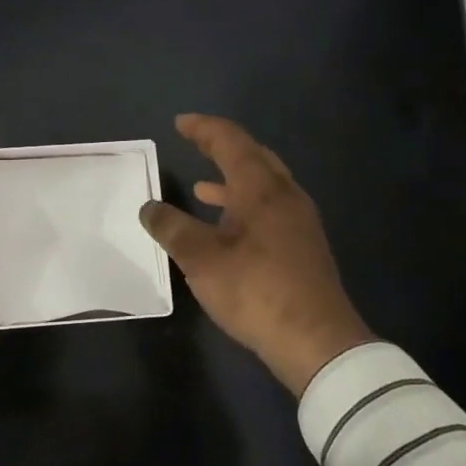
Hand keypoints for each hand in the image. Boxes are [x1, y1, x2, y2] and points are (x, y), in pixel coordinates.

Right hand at [140, 114, 372, 393]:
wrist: (317, 342)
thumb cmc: (256, 291)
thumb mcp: (201, 260)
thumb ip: (172, 228)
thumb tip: (149, 207)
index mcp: (262, 189)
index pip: (231, 142)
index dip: (204, 129)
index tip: (180, 123)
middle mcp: (285, 196)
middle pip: (254, 157)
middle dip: (222, 147)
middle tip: (195, 142)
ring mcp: (299, 222)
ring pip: (264, 185)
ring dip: (233, 180)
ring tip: (202, 186)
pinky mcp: (303, 247)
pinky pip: (270, 209)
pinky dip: (244, 206)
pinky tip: (227, 229)